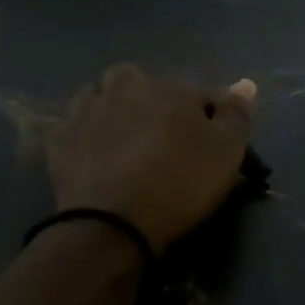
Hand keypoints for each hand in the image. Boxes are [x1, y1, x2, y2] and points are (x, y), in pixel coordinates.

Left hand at [48, 65, 257, 254]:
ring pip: (98, 94)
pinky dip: (82, 133)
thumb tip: (244, 84)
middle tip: (158, 130)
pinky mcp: (59, 140)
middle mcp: (126, 89)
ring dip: (110, 106)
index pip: (199, 91)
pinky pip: (71, 125)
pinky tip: (90, 152)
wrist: (114, 225)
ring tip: (121, 137)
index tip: (213, 139)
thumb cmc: (181, 185)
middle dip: (147, 95)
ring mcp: (87, 112)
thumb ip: (237, 115)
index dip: (209, 114)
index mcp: (171, 90)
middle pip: (137, 78)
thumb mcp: (226, 153)